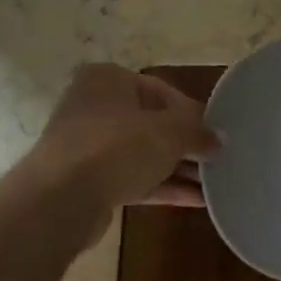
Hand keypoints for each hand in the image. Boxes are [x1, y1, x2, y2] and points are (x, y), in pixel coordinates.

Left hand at [29, 64, 219, 225]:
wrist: (61, 198)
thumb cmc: (118, 147)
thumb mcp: (169, 133)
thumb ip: (198, 133)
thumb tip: (219, 139)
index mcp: (109, 80)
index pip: (163, 92)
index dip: (194, 114)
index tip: (216, 135)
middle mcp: (96, 106)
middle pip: (153, 124)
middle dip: (186, 145)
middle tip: (218, 160)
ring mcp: (90, 146)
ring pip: (144, 154)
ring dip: (178, 169)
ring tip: (215, 183)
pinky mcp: (90, 181)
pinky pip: (134, 179)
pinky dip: (163, 187)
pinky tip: (196, 200)